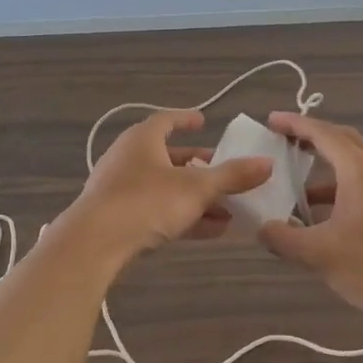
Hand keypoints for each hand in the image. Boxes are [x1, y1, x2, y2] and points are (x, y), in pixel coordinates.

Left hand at [62, 110, 271, 262]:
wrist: (94, 243)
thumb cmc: (146, 201)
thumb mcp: (197, 188)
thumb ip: (233, 176)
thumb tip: (268, 163)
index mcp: (143, 140)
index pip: (166, 120)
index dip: (186, 119)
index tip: (203, 121)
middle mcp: (129, 159)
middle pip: (169, 158)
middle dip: (200, 167)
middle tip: (226, 172)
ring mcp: (121, 190)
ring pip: (166, 188)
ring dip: (197, 197)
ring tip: (230, 208)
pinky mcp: (119, 219)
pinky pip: (158, 212)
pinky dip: (184, 216)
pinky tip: (213, 230)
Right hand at [255, 112, 362, 325]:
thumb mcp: (318, 254)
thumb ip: (283, 238)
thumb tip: (262, 228)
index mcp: (360, 171)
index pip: (323, 134)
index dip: (296, 124)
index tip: (271, 121)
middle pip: (343, 140)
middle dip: (312, 136)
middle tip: (283, 140)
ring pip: (354, 164)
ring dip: (324, 166)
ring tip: (294, 181)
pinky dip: (338, 188)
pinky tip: (320, 214)